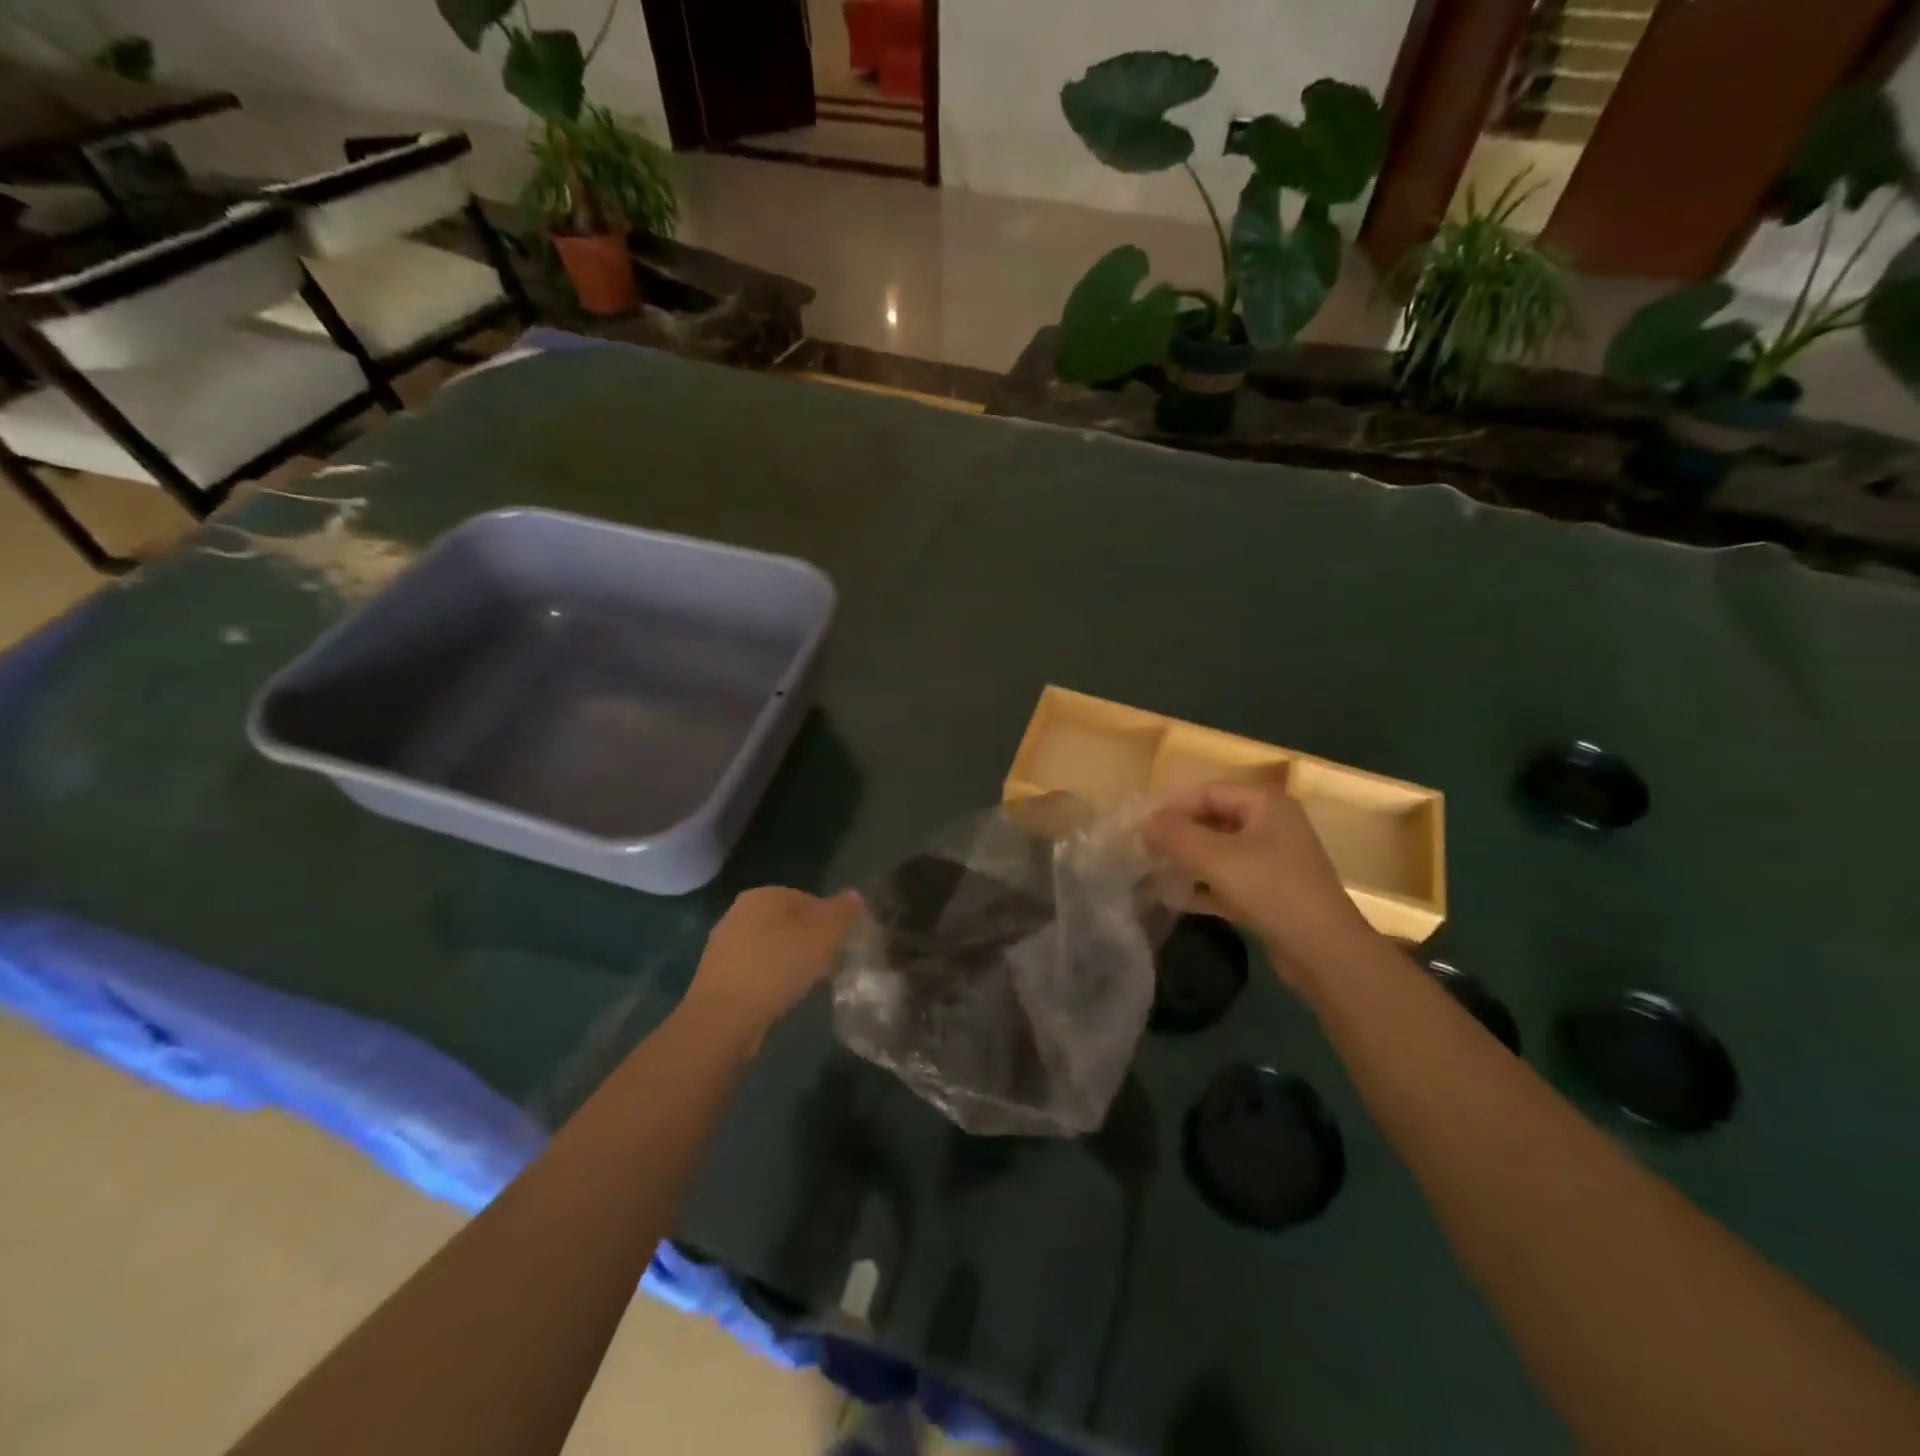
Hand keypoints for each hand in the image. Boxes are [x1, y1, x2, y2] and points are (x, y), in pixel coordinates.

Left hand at [678, 887, 862, 1052]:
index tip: (840, 945)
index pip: (808, 898)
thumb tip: (854, 895)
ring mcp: (724, 944)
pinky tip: (782, 997)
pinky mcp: (718, 975)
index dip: (829, 921)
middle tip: (827, 964)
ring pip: (771, 946)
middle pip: (788, 922)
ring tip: (806, 983)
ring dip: (790, 961)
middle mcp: (739, 912)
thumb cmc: (778, 966)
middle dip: (809, 940)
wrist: (724, 1018)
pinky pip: (756, 969)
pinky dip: (771, 978)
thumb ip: (842, 912)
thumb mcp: (823, 935)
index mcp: (764, 895)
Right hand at [1146, 783, 1370, 983]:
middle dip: (1178, 836)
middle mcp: (1272, 824)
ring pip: (1220, 852)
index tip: (1140, 829)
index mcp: (1264, 803)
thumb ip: (1175, 835)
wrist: (1324, 951)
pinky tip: (1176, 899)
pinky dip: (1205, 886)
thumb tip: (1145, 823)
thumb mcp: (1215, 857)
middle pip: (1213, 820)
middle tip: (1144, 852)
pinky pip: (1229, 879)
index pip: (1206, 792)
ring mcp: (1274, 859)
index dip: (1171, 808)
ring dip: (1188, 862)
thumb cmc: (1270, 889)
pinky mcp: (1272, 892)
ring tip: (1154, 874)